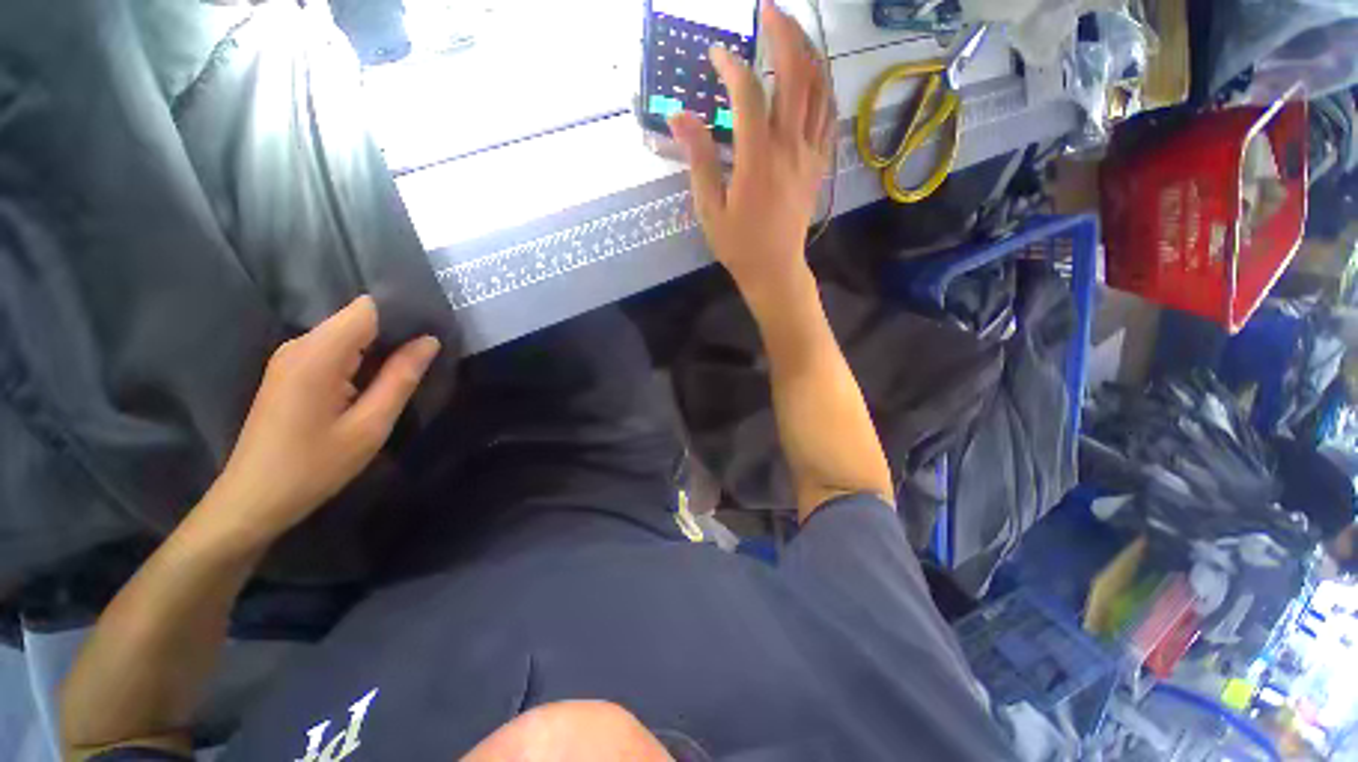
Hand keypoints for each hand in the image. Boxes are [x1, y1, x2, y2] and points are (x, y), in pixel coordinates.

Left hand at [203, 296, 439, 546]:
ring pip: (347, 334)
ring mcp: (291, 357)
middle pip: (357, 318)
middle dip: (395, 331)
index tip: (433, 331)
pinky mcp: (290, 371)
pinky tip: (377, 382)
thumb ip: (400, 378)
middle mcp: (300, 345)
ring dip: (380, 347)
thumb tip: (429, 341)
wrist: (253, 499)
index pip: (367, 308)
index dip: (402, 313)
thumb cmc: (314, 466)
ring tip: (411, 368)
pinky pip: (335, 349)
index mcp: (317, 355)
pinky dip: (362, 358)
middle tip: (429, 357)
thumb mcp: (370, 426)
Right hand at [668, 1, 832, 295]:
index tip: (716, 55)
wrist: (775, 269)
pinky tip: (812, 75)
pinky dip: (821, 87)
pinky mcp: (819, 164)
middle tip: (768, 9)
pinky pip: (827, 115)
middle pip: (795, 75)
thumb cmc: (738, 244)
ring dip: (807, 52)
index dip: (731, 66)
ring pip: (819, 89)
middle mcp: (790, 148)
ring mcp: (810, 154)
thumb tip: (678, 116)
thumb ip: (699, 159)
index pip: (749, 95)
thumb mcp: (709, 207)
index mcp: (758, 160)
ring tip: (791, 31)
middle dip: (783, 34)